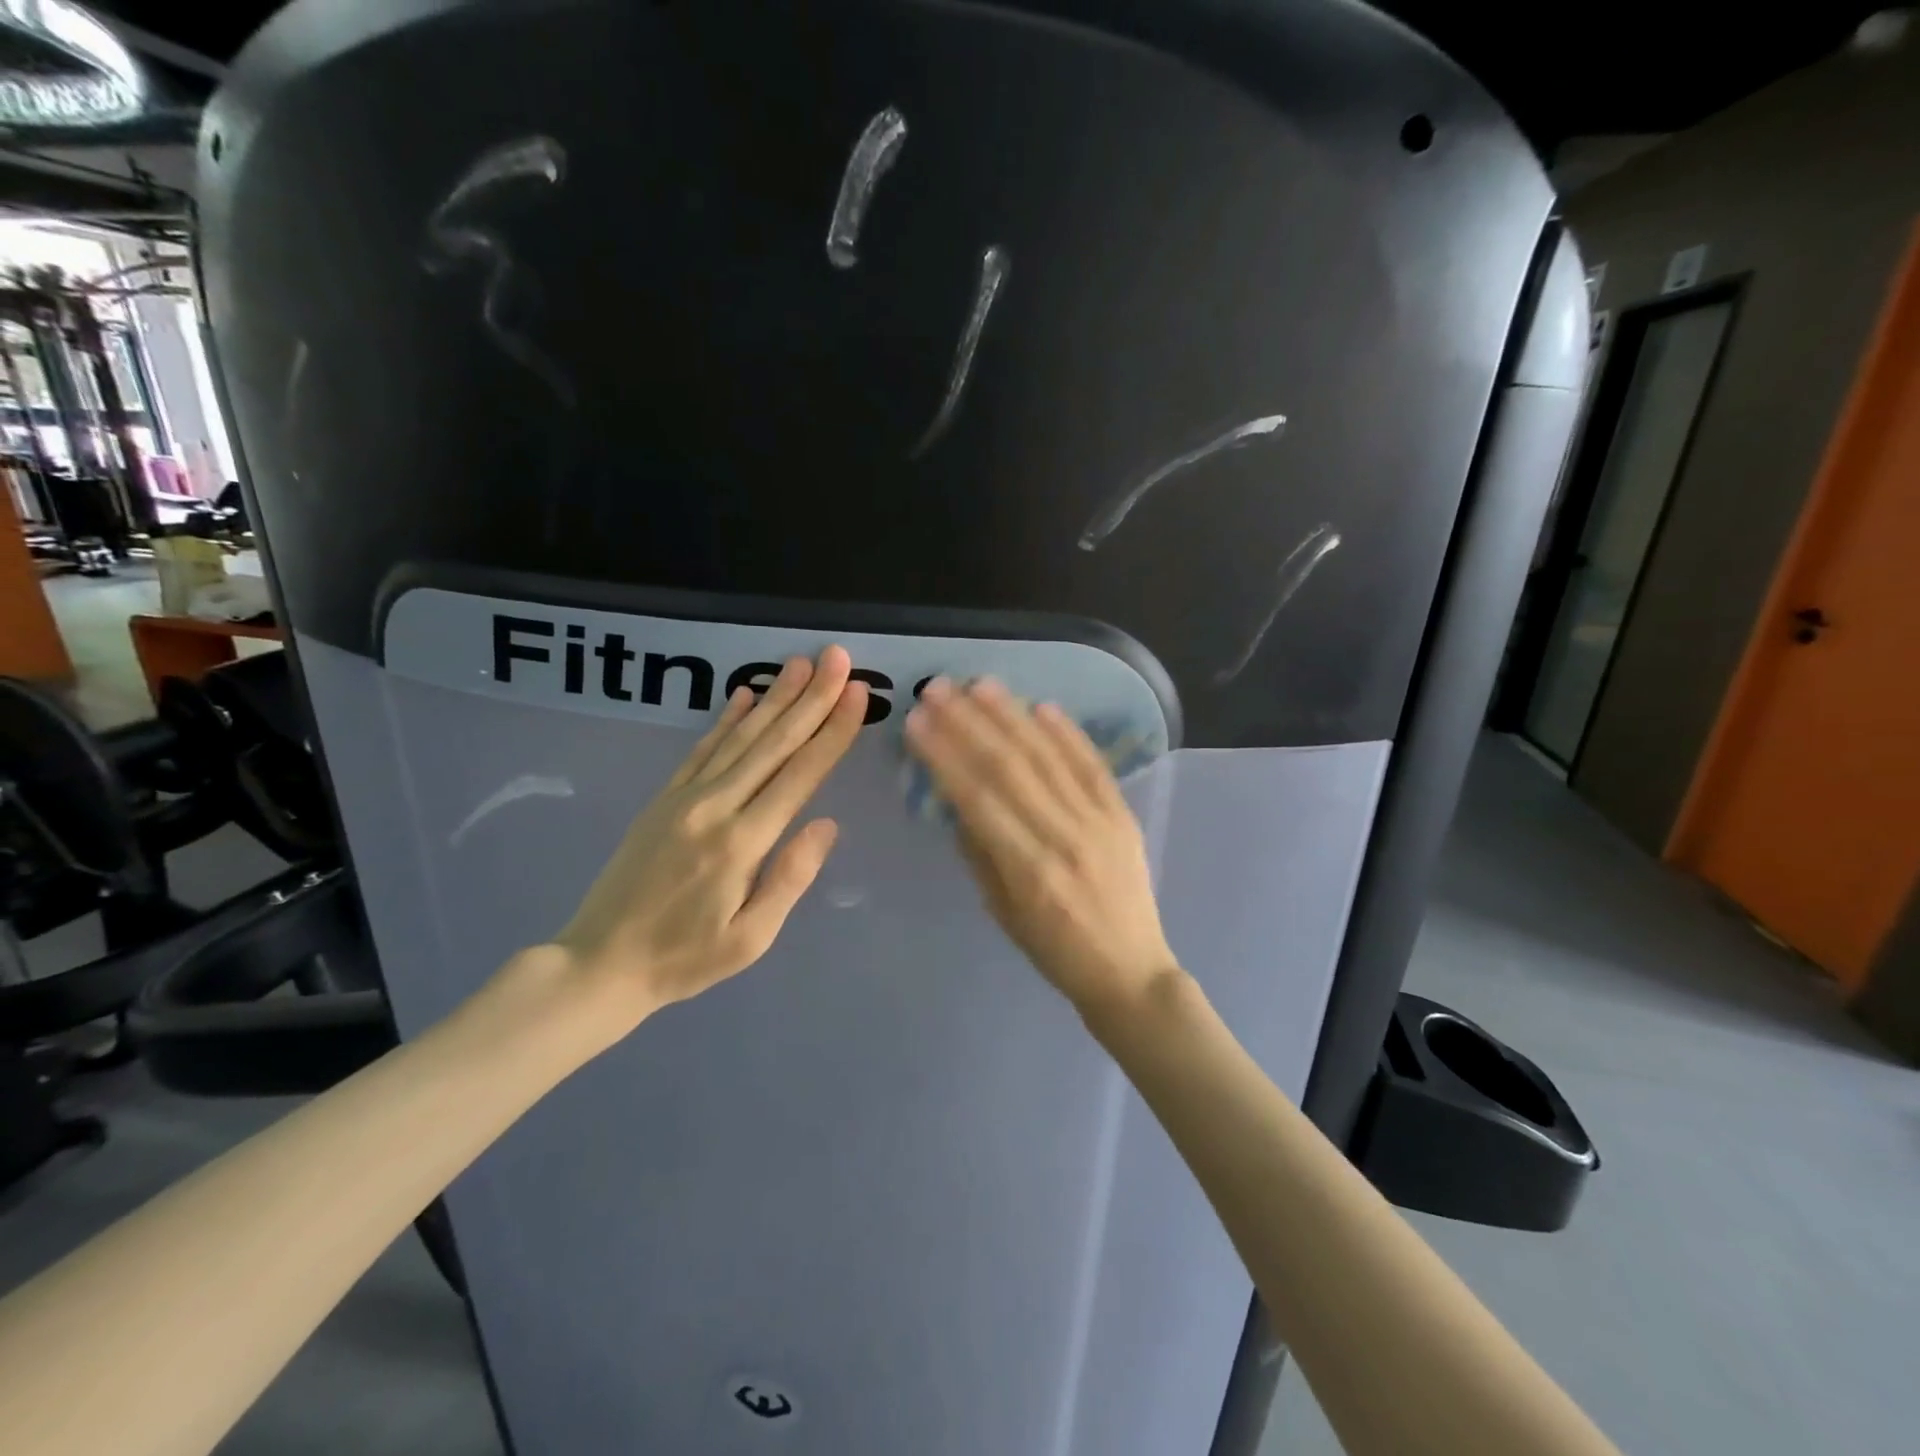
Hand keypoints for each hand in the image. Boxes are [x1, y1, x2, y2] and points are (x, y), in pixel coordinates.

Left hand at [545, 646, 867, 1033]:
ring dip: (775, 697)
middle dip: (811, 698)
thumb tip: (828, 824)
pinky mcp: (664, 798)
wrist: (600, 962)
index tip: (857, 695)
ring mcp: (685, 797)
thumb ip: (790, 877)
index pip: (800, 775)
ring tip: (802, 664)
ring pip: (739, 737)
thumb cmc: (685, 958)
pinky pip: (701, 748)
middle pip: (772, 743)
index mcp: (742, 842)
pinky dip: (725, 718)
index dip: (832, 732)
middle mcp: (715, 806)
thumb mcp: (750, 938)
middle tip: (838, 659)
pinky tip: (744, 694)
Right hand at [903, 676, 1180, 1019]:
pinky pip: (1093, 765)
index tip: (917, 723)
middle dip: (969, 723)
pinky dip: (1068, 733)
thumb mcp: (1001, 911)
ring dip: (1012, 716)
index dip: (944, 755)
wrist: (1129, 969)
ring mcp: (1099, 821)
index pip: (977, 797)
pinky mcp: (1123, 814)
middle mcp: (1063, 836)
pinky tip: (1042, 706)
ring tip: (980, 685)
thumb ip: (978, 852)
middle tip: (938, 689)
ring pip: (1048, 757)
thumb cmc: (1054, 950)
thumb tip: (957, 798)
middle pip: (1010, 766)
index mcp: (1028, 869)